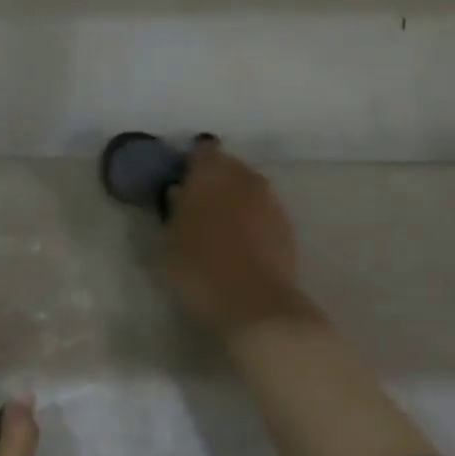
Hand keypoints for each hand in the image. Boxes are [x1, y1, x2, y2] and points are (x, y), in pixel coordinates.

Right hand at [165, 139, 316, 334]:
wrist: (255, 304)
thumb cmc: (199, 269)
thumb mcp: (168, 241)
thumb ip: (174, 211)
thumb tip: (179, 194)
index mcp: (211, 172)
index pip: (201, 151)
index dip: (190, 164)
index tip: (179, 182)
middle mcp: (245, 177)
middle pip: (228, 168)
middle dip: (214, 181)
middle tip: (196, 207)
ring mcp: (271, 200)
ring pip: (248, 189)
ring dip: (235, 201)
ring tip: (218, 228)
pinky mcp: (287, 226)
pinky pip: (263, 212)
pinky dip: (252, 221)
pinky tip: (240, 245)